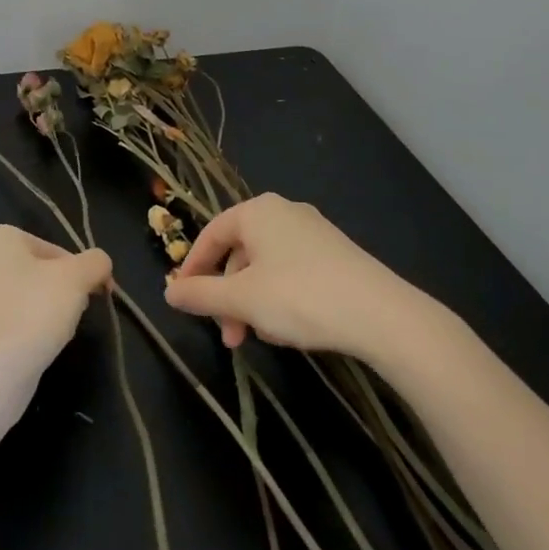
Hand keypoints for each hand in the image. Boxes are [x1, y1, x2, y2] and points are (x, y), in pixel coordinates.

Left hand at [0, 226, 112, 372]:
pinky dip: (12, 335)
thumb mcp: (78, 278)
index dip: (77, 273)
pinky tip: (25, 352)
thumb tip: (100, 265)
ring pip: (12, 300)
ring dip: (33, 314)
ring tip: (49, 337)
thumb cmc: (33, 310)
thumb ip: (95, 262)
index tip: (91, 296)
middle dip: (53, 292)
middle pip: (29, 273)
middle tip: (71, 316)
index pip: (50, 250)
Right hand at [162, 194, 426, 360]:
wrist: (380, 313)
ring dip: (252, 302)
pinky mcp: (335, 253)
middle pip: (239, 252)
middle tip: (228, 336)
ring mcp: (313, 231)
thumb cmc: (299, 297)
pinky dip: (278, 297)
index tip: (182, 299)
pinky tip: (288, 328)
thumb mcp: (241, 300)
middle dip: (227, 296)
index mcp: (257, 211)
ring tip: (260, 338)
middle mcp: (284, 212)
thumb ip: (200, 294)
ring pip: (265, 266)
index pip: (211, 233)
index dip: (193, 267)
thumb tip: (168, 291)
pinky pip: (291, 271)